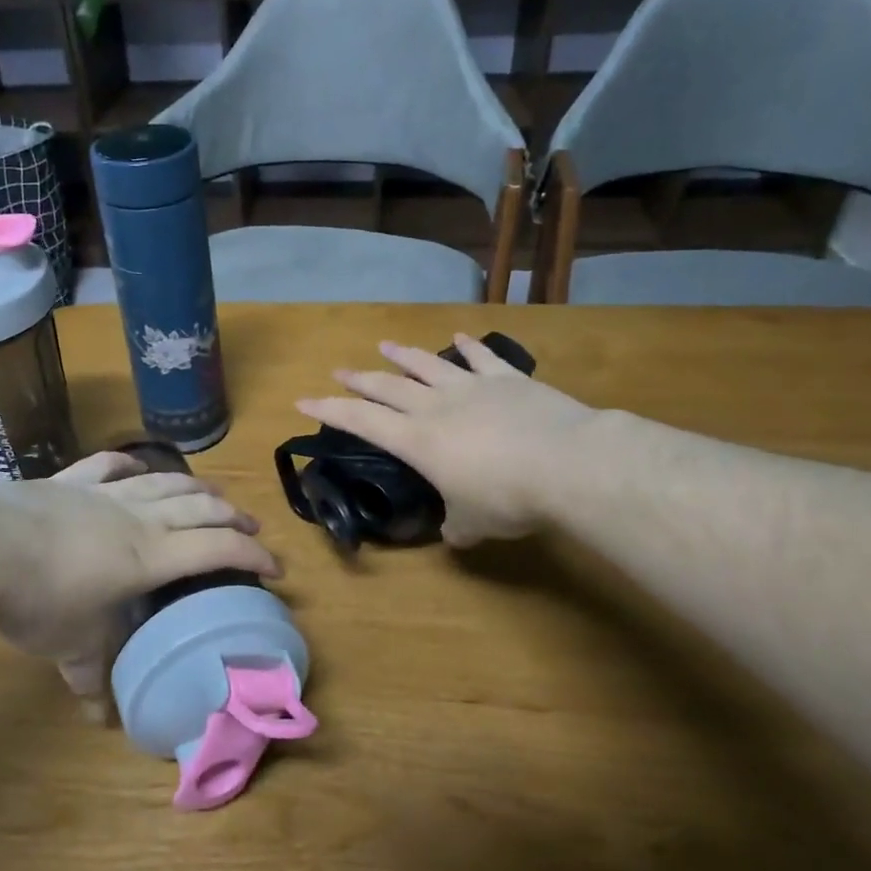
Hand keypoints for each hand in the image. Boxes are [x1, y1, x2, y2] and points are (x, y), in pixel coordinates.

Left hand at [0, 451, 279, 696]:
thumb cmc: (39, 599)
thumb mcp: (70, 646)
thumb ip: (90, 678)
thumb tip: (98, 718)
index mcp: (150, 556)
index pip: (217, 548)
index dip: (252, 555)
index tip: (275, 567)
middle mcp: (138, 517)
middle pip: (200, 507)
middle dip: (233, 516)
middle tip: (252, 528)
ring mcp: (104, 492)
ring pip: (165, 481)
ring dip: (196, 487)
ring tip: (212, 494)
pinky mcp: (71, 479)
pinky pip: (109, 463)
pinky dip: (130, 461)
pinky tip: (136, 464)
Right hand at [297, 335, 594, 546]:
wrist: (567, 463)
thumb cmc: (508, 498)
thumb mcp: (475, 523)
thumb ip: (457, 525)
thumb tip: (454, 533)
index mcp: (418, 440)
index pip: (362, 422)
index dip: (329, 411)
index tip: (303, 400)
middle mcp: (437, 406)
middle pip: (389, 386)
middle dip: (360, 379)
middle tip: (339, 370)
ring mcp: (473, 387)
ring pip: (429, 364)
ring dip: (404, 355)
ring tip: (385, 345)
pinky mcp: (509, 379)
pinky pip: (482, 358)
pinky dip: (469, 346)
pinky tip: (459, 337)